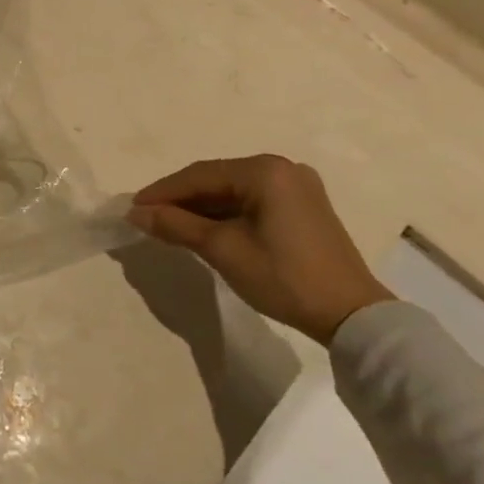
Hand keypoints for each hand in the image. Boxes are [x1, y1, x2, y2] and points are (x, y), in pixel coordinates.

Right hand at [127, 156, 390, 344]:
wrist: (351, 316)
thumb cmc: (283, 277)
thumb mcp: (222, 249)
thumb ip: (176, 225)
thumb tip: (136, 213)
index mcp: (264, 171)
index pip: (199, 176)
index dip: (162, 192)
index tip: (132, 208)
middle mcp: (282, 168)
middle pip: (216, 179)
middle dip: (180, 198)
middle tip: (147, 217)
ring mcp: (297, 186)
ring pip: (233, 190)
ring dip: (201, 207)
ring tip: (169, 225)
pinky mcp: (304, 206)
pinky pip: (252, 201)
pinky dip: (225, 213)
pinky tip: (204, 228)